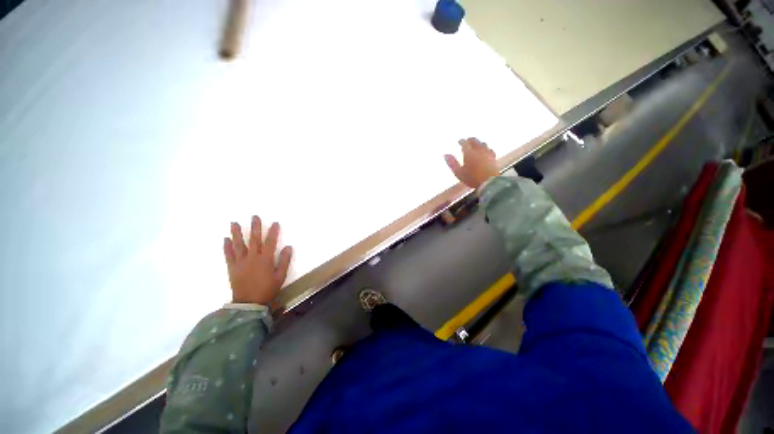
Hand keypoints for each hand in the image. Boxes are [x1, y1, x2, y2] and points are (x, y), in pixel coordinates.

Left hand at [224, 216, 292, 304]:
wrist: (249, 304)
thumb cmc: (267, 289)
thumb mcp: (280, 276)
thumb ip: (284, 261)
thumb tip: (288, 247)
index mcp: (265, 260)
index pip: (270, 242)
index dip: (273, 232)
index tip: (275, 223)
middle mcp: (252, 258)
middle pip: (254, 240)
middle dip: (255, 227)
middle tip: (254, 216)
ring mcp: (240, 262)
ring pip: (238, 245)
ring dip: (236, 233)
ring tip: (234, 223)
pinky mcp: (232, 268)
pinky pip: (229, 255)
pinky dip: (227, 247)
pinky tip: (225, 239)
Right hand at [444, 137, 498, 188]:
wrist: (488, 182)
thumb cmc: (471, 178)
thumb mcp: (458, 172)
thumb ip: (451, 163)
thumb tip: (445, 155)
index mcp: (469, 153)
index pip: (464, 143)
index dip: (461, 141)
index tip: (459, 141)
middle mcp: (478, 150)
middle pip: (475, 141)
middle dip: (470, 139)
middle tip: (467, 139)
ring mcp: (487, 153)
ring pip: (483, 143)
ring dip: (478, 142)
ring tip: (476, 143)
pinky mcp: (493, 158)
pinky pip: (490, 149)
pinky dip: (486, 148)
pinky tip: (486, 149)